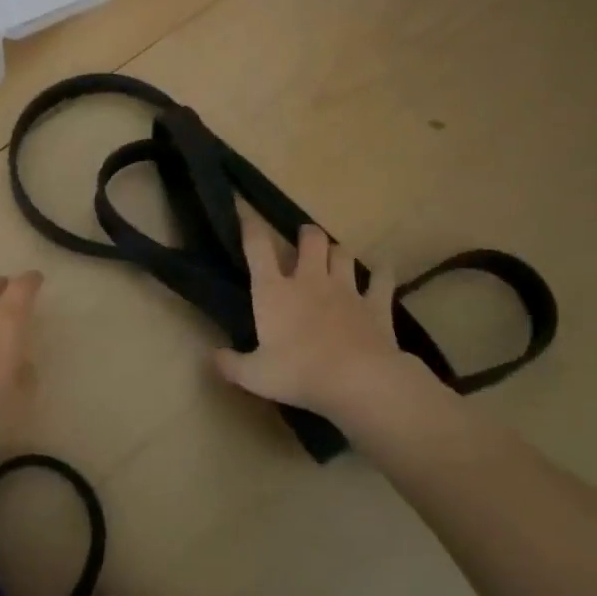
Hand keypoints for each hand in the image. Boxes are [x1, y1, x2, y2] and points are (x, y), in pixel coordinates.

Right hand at [214, 208, 459, 439]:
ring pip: (343, 254)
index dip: (251, 228)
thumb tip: (213, 356)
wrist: (358, 380)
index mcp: (274, 292)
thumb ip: (231, 364)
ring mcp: (346, 289)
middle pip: (311, 240)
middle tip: (304, 240)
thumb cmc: (299, 374)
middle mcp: (309, 281)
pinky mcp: (376, 304)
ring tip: (335, 257)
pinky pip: (382, 280)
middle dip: (307, 235)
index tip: (246, 215)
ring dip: (337, 252)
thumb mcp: (254, 376)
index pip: (258, 248)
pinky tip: (383, 272)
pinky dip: (382, 274)